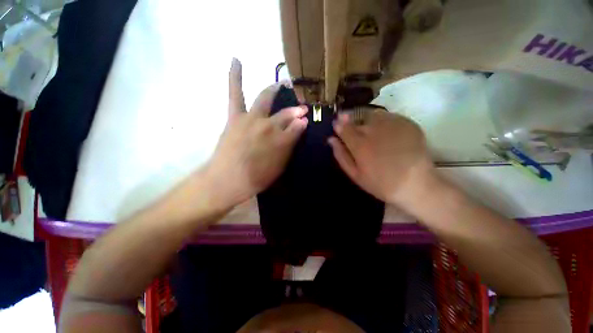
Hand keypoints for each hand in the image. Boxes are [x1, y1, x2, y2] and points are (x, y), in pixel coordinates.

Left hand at [203, 59, 307, 210]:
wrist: (227, 179)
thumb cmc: (256, 178)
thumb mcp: (280, 166)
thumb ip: (290, 146)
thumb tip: (300, 128)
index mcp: (281, 140)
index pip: (296, 127)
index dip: (302, 123)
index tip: (305, 120)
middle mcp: (268, 125)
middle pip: (285, 113)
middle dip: (296, 109)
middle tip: (302, 107)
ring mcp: (251, 118)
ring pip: (266, 98)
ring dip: (276, 89)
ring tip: (284, 82)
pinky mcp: (235, 116)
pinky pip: (235, 93)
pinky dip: (235, 76)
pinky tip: (236, 60)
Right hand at [328, 109, 435, 207]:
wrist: (416, 186)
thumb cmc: (381, 184)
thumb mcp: (355, 175)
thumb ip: (341, 155)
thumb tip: (331, 139)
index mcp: (360, 146)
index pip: (344, 127)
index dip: (339, 125)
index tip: (336, 124)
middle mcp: (375, 131)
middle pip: (357, 119)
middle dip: (352, 122)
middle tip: (355, 132)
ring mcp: (393, 125)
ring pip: (373, 114)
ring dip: (368, 120)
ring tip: (371, 132)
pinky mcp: (408, 124)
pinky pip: (390, 116)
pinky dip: (384, 122)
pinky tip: (387, 133)